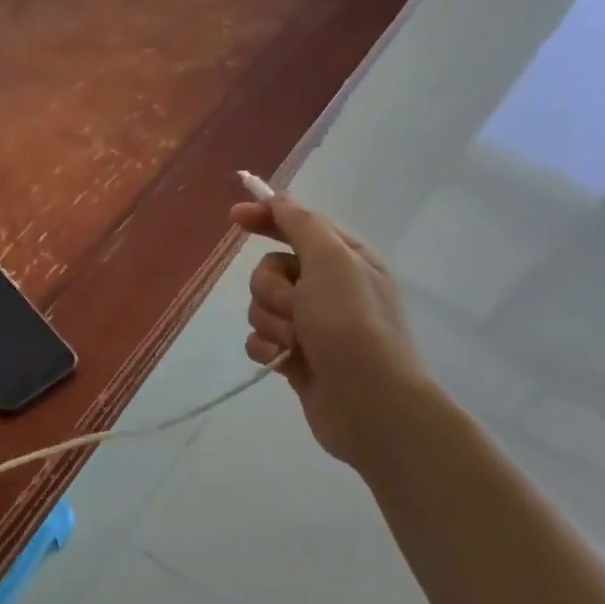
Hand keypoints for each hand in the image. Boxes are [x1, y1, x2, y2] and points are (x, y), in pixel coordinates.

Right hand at [229, 194, 432, 466]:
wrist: (370, 404)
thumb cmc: (353, 325)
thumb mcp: (332, 262)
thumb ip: (302, 226)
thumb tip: (280, 199)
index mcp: (346, 259)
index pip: (297, 225)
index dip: (266, 217)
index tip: (234, 216)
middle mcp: (329, 288)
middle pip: (271, 270)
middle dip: (272, 289)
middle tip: (297, 307)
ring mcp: (312, 325)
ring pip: (261, 306)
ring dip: (272, 322)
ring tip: (297, 342)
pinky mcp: (296, 356)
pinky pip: (260, 339)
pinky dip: (266, 348)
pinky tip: (283, 361)